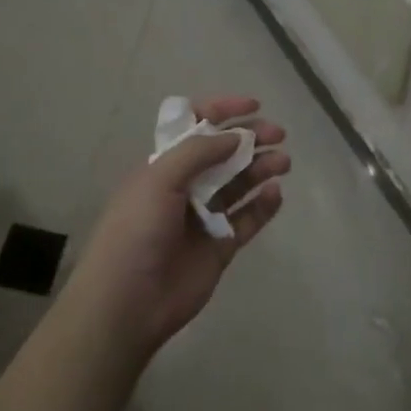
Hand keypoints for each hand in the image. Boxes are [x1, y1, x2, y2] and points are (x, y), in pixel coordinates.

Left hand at [64, 96, 289, 359]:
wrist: (126, 303)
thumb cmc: (135, 232)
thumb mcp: (158, 180)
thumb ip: (198, 152)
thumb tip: (235, 135)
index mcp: (163, 166)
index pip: (195, 127)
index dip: (222, 111)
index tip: (253, 106)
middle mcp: (185, 187)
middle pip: (224, 153)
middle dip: (251, 138)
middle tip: (278, 135)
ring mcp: (204, 217)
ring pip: (240, 183)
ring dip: (261, 168)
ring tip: (283, 163)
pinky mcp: (221, 246)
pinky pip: (248, 219)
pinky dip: (263, 205)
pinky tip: (275, 194)